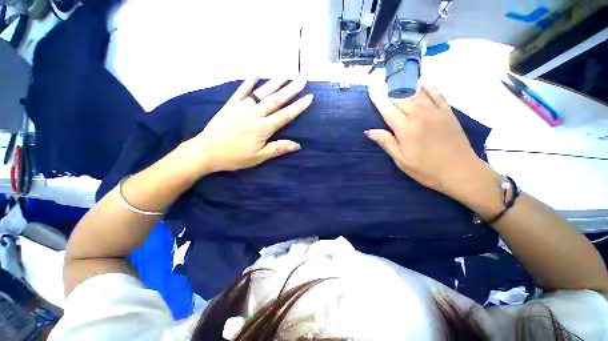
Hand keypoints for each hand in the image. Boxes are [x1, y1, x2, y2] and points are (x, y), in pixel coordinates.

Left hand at [181, 78, 313, 175]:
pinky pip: (241, 91)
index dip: (298, 106)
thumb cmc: (234, 157)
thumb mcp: (258, 157)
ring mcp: (242, 107)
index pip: (285, 115)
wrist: (206, 151)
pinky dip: (248, 81)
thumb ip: (277, 149)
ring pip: (261, 92)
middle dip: (291, 90)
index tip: (309, 97)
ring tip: (286, 74)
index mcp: (263, 128)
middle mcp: (254, 114)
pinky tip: (256, 73)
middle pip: (276, 100)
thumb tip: (297, 145)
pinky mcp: (230, 105)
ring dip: (275, 82)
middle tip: (302, 80)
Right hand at [366, 85, 482, 196]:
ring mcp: (436, 112)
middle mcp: (419, 116)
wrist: (461, 172)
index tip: (371, 88)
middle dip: (388, 89)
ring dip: (405, 85)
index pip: (387, 109)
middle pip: (400, 98)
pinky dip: (429, 87)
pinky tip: (423, 82)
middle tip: (379, 81)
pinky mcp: (448, 113)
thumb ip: (386, 143)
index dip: (378, 98)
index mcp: (406, 129)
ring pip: (417, 94)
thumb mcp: (402, 160)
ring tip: (396, 78)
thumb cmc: (427, 169)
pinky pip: (438, 95)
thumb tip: (369, 131)